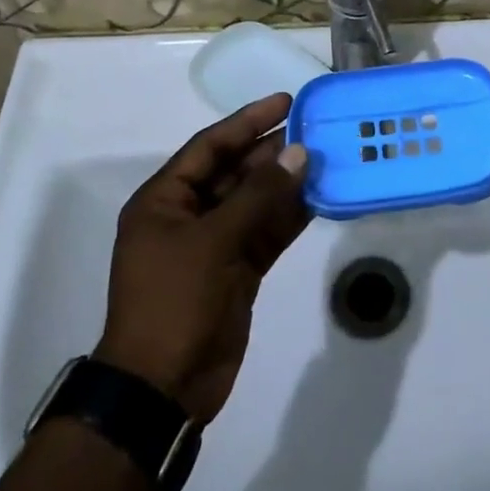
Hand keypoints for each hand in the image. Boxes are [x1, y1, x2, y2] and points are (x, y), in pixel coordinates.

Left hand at [96, 93, 310, 422]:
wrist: (163, 388)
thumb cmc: (175, 301)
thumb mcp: (214, 241)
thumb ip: (259, 195)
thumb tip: (298, 153)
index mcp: (165, 200)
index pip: (210, 146)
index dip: (247, 121)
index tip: (286, 102)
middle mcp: (188, 216)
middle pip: (235, 171)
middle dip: (273, 151)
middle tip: (316, 130)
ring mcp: (214, 245)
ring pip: (255, 202)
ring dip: (287, 182)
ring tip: (326, 157)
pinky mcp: (237, 272)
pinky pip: (267, 233)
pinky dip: (291, 217)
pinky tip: (321, 198)